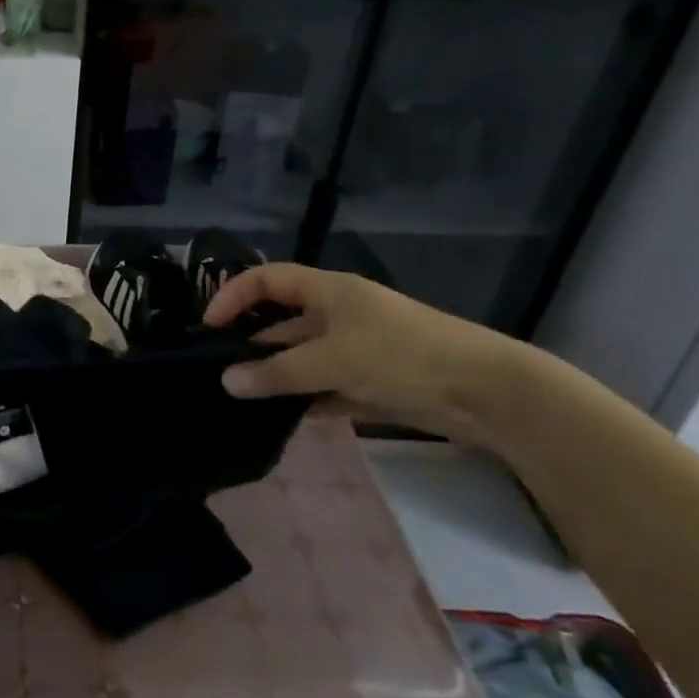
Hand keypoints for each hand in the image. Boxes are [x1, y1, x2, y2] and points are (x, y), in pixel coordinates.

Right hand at [205, 263, 520, 440]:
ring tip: (245, 399)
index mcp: (328, 291)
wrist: (489, 394)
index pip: (266, 279)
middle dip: (251, 343)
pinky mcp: (372, 379)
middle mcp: (338, 313)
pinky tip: (285, 417)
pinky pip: (325, 384)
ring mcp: (356, 347)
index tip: (209, 327)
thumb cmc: (402, 356)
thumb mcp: (332, 361)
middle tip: (221, 371)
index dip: (233, 296)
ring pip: (301, 356)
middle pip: (281, 320)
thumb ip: (277, 373)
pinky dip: (305, 397)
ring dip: (277, 374)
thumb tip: (226, 382)